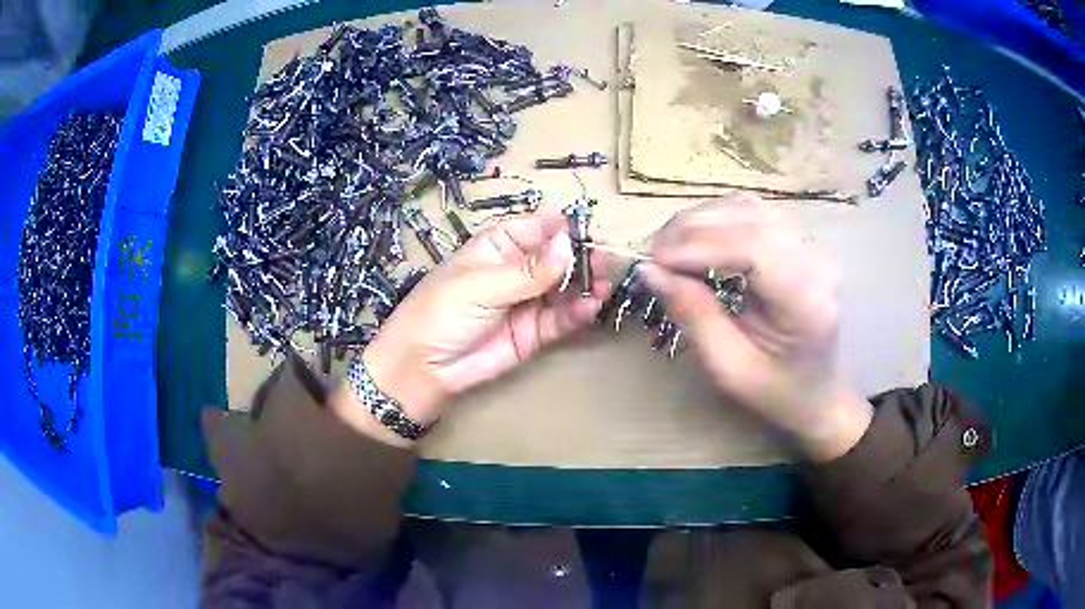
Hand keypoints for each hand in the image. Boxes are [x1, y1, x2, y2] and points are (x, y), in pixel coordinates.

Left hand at [336, 212, 609, 440]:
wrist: (422, 371)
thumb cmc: (439, 313)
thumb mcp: (479, 285)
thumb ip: (528, 271)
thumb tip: (569, 244)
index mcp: (499, 245)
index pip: (541, 227)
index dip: (567, 227)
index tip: (593, 232)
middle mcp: (519, 269)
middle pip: (560, 256)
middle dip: (585, 257)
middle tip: (610, 261)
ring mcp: (529, 302)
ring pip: (567, 287)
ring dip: (588, 284)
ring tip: (607, 284)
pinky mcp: (535, 333)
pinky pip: (562, 318)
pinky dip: (578, 313)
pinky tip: (591, 307)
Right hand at [639, 196, 871, 461]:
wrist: (818, 390)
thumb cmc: (777, 391)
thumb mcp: (730, 370)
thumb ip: (694, 317)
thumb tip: (651, 271)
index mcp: (808, 301)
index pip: (754, 249)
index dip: (700, 245)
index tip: (655, 261)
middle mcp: (815, 261)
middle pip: (749, 219)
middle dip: (692, 230)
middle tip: (653, 256)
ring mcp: (809, 245)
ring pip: (747, 208)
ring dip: (700, 221)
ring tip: (669, 249)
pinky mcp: (797, 240)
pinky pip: (752, 213)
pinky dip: (716, 220)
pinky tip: (695, 240)